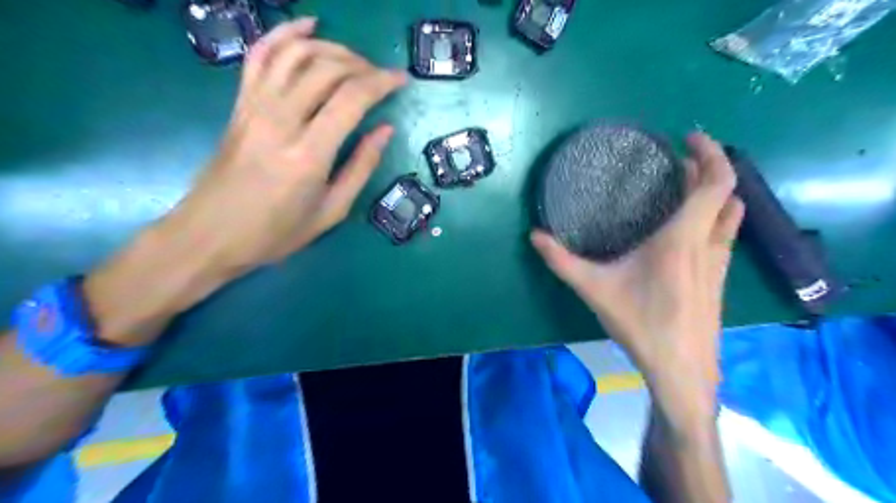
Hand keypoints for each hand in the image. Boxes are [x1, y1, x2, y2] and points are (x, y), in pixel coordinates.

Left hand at [172, 18, 405, 273]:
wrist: (210, 234)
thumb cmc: (276, 233)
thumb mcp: (331, 211)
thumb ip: (361, 167)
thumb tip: (385, 130)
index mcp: (309, 155)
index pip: (352, 98)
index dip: (382, 82)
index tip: (402, 80)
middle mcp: (280, 121)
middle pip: (327, 69)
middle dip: (362, 65)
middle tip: (381, 78)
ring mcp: (254, 107)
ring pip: (297, 54)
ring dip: (332, 48)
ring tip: (354, 60)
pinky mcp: (239, 103)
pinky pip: (260, 55)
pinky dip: (285, 33)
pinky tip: (308, 26)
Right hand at [530, 133, 743, 411]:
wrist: (681, 369)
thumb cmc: (641, 324)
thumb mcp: (594, 289)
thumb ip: (561, 261)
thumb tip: (534, 236)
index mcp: (683, 238)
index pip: (716, 183)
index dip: (710, 153)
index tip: (689, 138)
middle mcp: (709, 244)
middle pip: (727, 193)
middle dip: (709, 168)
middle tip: (679, 161)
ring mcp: (719, 263)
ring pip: (731, 215)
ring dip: (715, 193)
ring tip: (686, 186)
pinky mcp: (719, 279)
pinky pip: (725, 234)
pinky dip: (713, 216)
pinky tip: (687, 229)